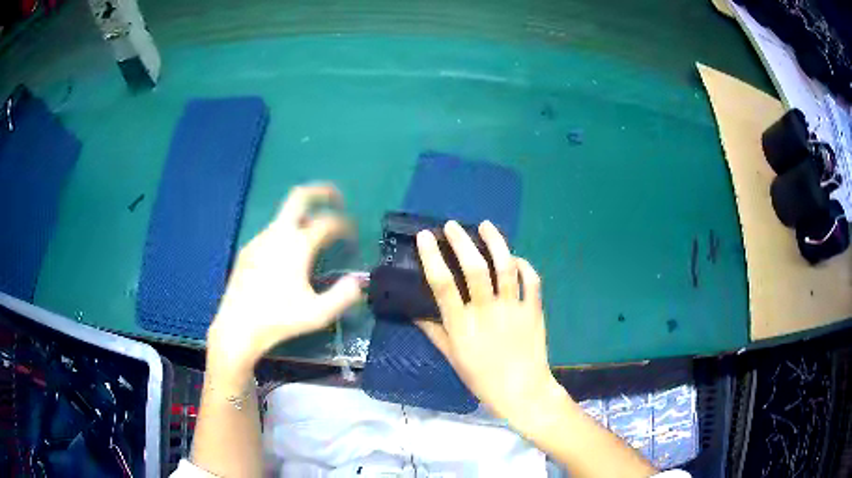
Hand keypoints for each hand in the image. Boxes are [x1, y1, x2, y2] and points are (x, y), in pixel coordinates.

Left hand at [208, 184, 362, 368]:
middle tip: (336, 199)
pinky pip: (272, 233)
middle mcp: (277, 234)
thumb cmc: (279, 320)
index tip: (353, 235)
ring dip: (303, 219)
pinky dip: (287, 234)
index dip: (345, 224)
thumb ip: (344, 295)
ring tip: (314, 239)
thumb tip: (358, 280)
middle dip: (321, 191)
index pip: (328, 222)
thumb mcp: (318, 313)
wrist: (238, 327)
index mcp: (297, 245)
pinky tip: (288, 259)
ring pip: (284, 217)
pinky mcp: (247, 250)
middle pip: (299, 196)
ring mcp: (259, 240)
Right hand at [416, 221, 565, 430]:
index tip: (425, 236)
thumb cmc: (482, 377)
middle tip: (452, 225)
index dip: (433, 256)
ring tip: (486, 225)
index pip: (443, 284)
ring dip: (495, 242)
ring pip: (505, 267)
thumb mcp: (452, 357)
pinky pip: (531, 280)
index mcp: (462, 325)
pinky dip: (524, 264)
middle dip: (462, 241)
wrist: (522, 391)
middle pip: (475, 268)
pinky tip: (515, 257)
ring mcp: (513, 308)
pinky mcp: (533, 309)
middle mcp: (486, 311)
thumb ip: (433, 331)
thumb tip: (414, 310)